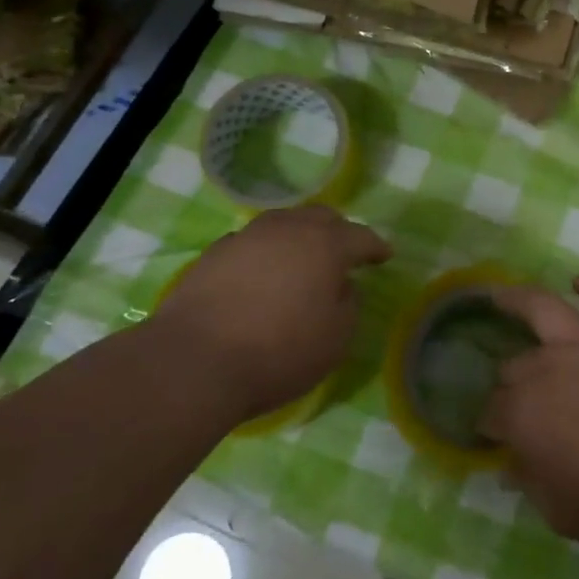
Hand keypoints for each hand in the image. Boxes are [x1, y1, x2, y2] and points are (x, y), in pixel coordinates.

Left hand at [144, 205, 390, 423]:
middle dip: (338, 231)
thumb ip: (349, 304)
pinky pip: (253, 243)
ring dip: (299, 236)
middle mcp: (287, 229)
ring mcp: (246, 237)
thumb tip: (340, 286)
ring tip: (302, 258)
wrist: (193, 361)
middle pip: (320, 217)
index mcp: (325, 244)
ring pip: (283, 223)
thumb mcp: (336, 338)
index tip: (385, 256)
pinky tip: (263, 273)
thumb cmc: (279, 351)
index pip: (361, 236)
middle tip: (344, 251)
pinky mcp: (213, 254)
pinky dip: (267, 252)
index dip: (376, 247)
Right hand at [484, 272, 578, 549]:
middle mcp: (547, 369)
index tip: (494, 438)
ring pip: (544, 310)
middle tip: (517, 402)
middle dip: (507, 384)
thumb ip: (528, 481)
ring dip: (518, 300)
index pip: (491, 412)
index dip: (489, 426)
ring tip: (502, 296)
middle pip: (513, 367)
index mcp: (522, 414)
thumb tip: (511, 466)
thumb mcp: (556, 511)